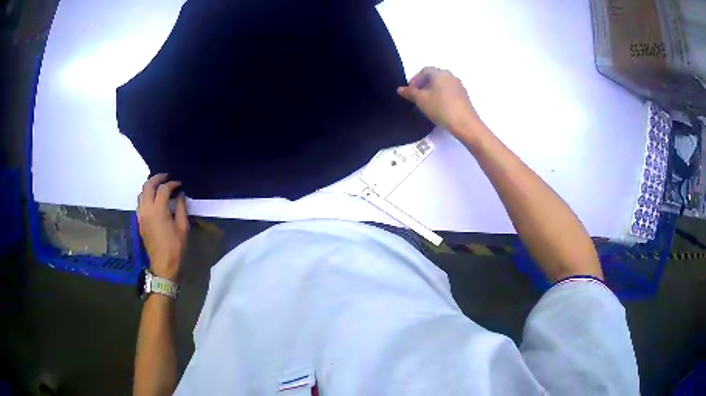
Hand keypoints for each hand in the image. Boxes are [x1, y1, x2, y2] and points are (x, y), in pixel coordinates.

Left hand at [137, 174, 188, 280]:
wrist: (163, 264)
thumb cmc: (175, 247)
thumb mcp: (183, 227)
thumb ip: (181, 207)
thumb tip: (180, 195)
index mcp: (158, 210)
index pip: (164, 189)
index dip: (172, 184)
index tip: (179, 185)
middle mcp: (147, 209)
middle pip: (148, 186)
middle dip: (157, 178)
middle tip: (166, 177)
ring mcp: (141, 215)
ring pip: (141, 193)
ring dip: (149, 186)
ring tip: (159, 186)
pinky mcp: (139, 221)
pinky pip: (140, 203)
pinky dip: (146, 196)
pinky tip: (153, 199)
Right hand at [397, 67, 481, 141]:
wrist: (465, 124)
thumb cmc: (441, 108)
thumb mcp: (421, 101)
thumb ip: (410, 93)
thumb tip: (400, 89)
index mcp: (440, 73)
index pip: (424, 71)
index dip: (415, 80)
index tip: (410, 92)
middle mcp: (450, 76)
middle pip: (433, 77)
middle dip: (423, 85)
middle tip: (416, 98)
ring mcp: (459, 86)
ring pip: (441, 85)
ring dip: (432, 91)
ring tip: (426, 104)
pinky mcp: (464, 96)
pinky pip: (449, 92)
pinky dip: (441, 96)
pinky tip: (438, 108)